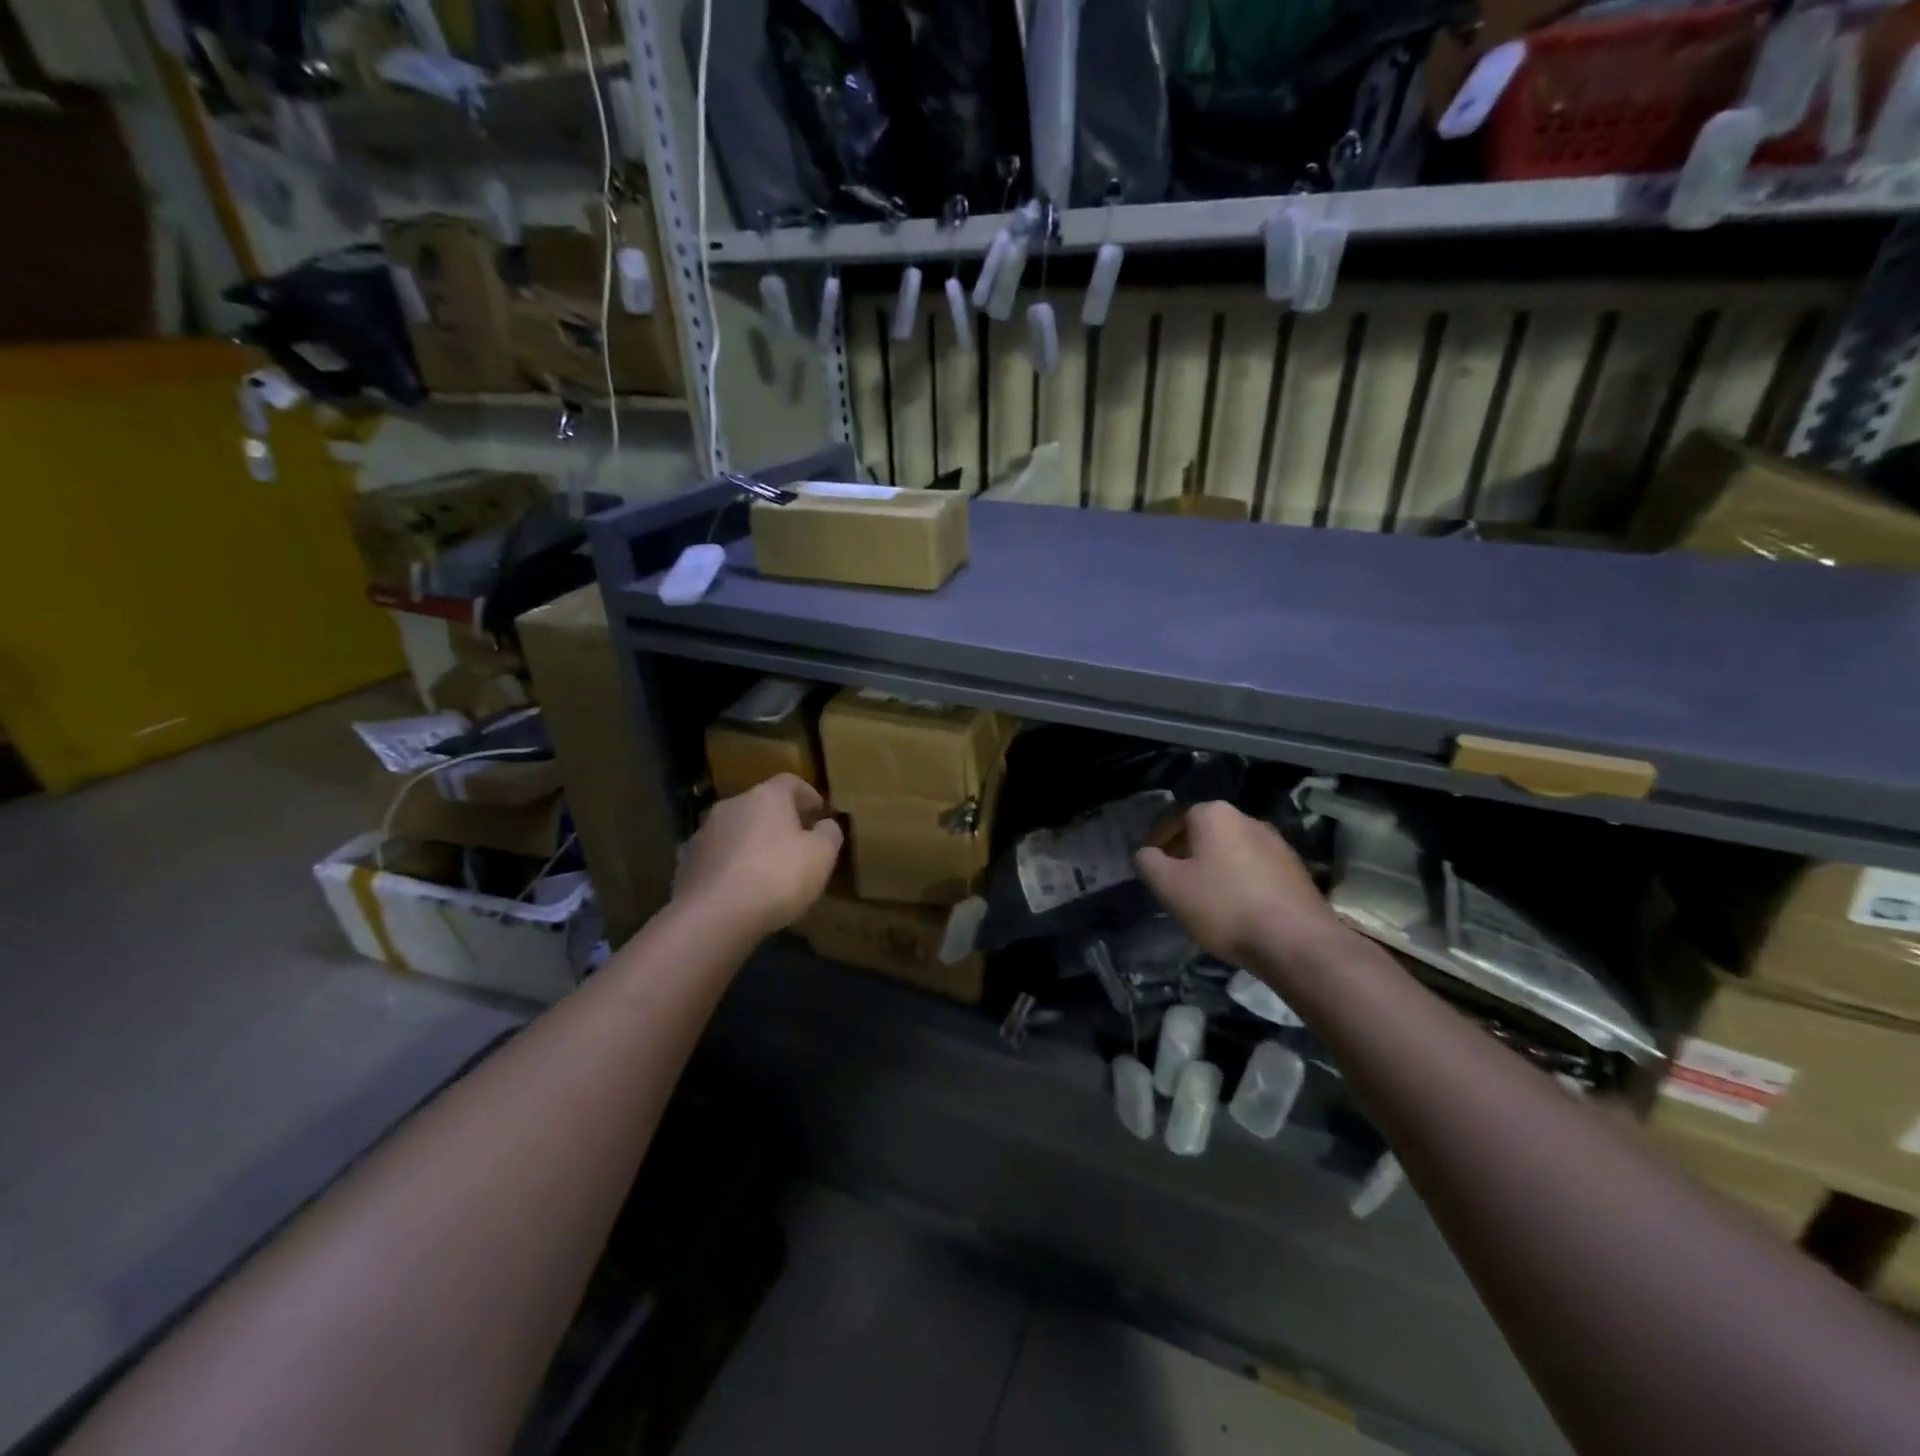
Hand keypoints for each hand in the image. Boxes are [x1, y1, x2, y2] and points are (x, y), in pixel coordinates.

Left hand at [675, 775, 843, 940]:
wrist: (715, 916)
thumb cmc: (778, 876)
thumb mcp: (822, 856)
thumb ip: (829, 834)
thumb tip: (825, 825)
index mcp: (766, 797)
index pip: (790, 782)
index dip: (807, 794)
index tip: (819, 810)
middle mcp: (732, 806)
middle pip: (759, 805)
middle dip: (778, 820)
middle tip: (795, 840)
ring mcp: (703, 833)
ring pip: (734, 830)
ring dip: (750, 842)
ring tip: (766, 867)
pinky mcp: (685, 863)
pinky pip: (715, 858)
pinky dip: (728, 865)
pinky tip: (738, 887)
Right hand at [1134, 801, 1345, 972]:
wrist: (1296, 941)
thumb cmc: (1223, 906)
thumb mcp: (1169, 886)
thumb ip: (1148, 863)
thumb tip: (1147, 854)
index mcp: (1215, 814)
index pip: (1175, 818)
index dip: (1158, 842)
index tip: (1151, 867)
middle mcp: (1248, 819)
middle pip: (1205, 833)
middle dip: (1187, 854)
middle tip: (1174, 883)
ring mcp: (1277, 844)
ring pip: (1232, 851)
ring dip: (1215, 869)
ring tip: (1204, 900)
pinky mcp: (1296, 870)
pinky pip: (1255, 870)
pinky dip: (1240, 883)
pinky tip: (1236, 910)